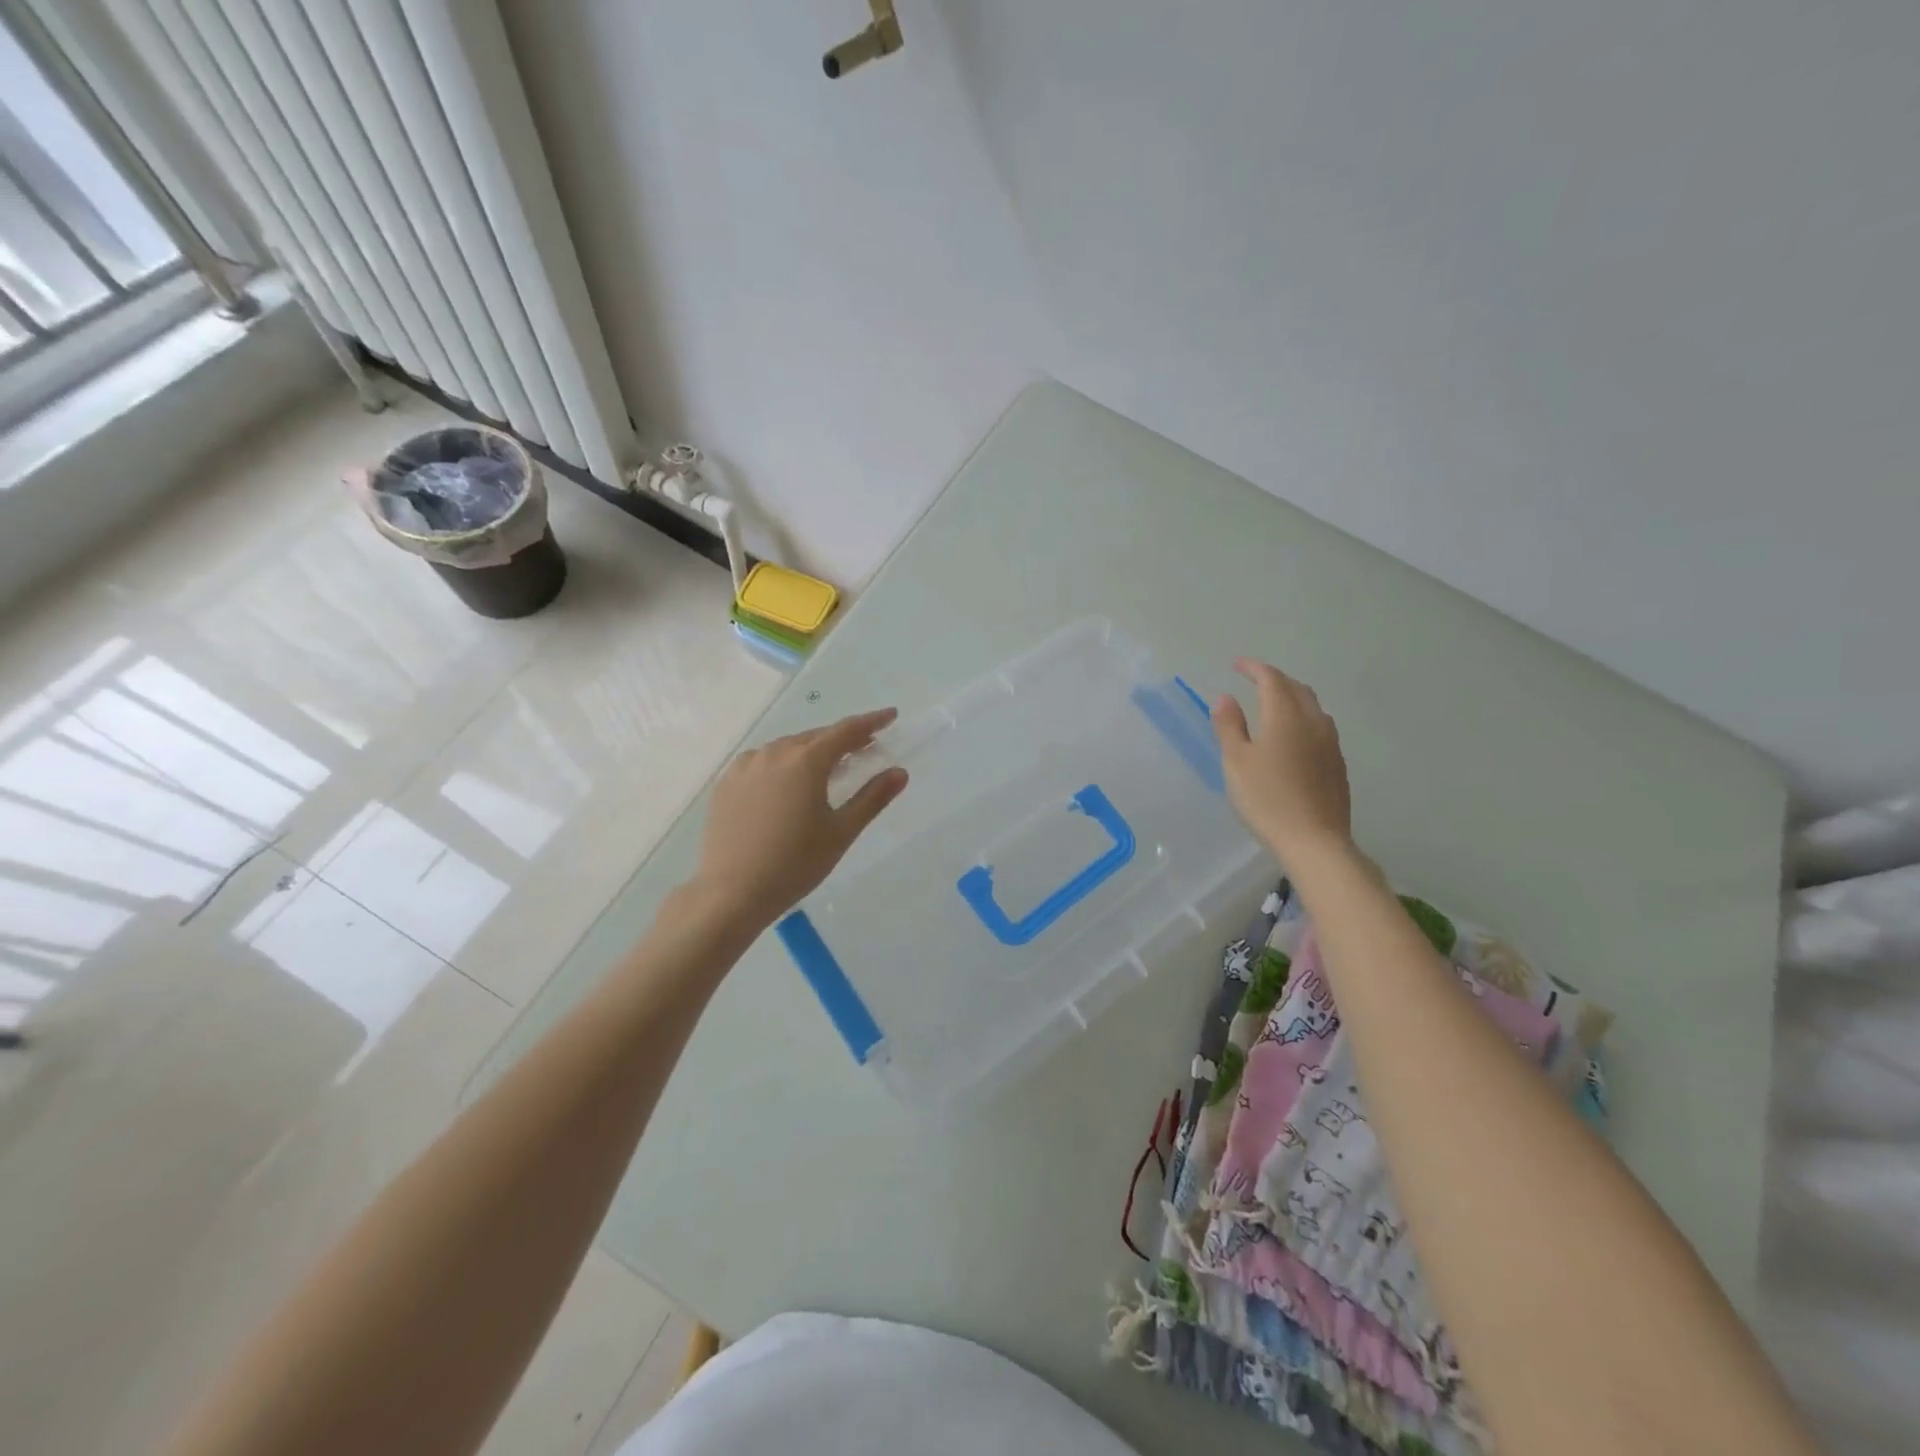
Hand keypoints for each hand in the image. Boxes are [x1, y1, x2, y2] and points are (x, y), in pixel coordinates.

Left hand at [691, 708, 908, 924]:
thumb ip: (872, 798)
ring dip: (812, 751)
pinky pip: (763, 762)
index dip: (871, 722)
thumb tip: (900, 772)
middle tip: (865, 746)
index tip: (890, 716)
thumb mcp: (841, 832)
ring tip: (829, 767)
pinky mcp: (727, 783)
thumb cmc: (794, 864)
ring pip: (787, 748)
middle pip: (816, 737)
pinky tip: (788, 783)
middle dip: (843, 739)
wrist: (731, 893)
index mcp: (805, 761)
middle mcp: (774, 753)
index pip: (846, 731)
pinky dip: (784, 764)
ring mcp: (745, 766)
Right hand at [1211, 659, 1352, 864]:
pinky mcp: (1337, 764)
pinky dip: (1303, 719)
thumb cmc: (1267, 799)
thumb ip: (1229, 726)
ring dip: (1292, 698)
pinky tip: (1293, 737)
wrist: (1315, 842)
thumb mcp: (1236, 762)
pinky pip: (1320, 728)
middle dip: (1275, 679)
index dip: (1254, 668)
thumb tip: (1225, 697)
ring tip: (1273, 705)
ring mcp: (1331, 744)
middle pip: (1297, 689)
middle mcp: (1314, 722)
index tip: (1236, 664)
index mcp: (1286, 716)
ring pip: (1313, 708)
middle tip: (1254, 681)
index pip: (1272, 679)